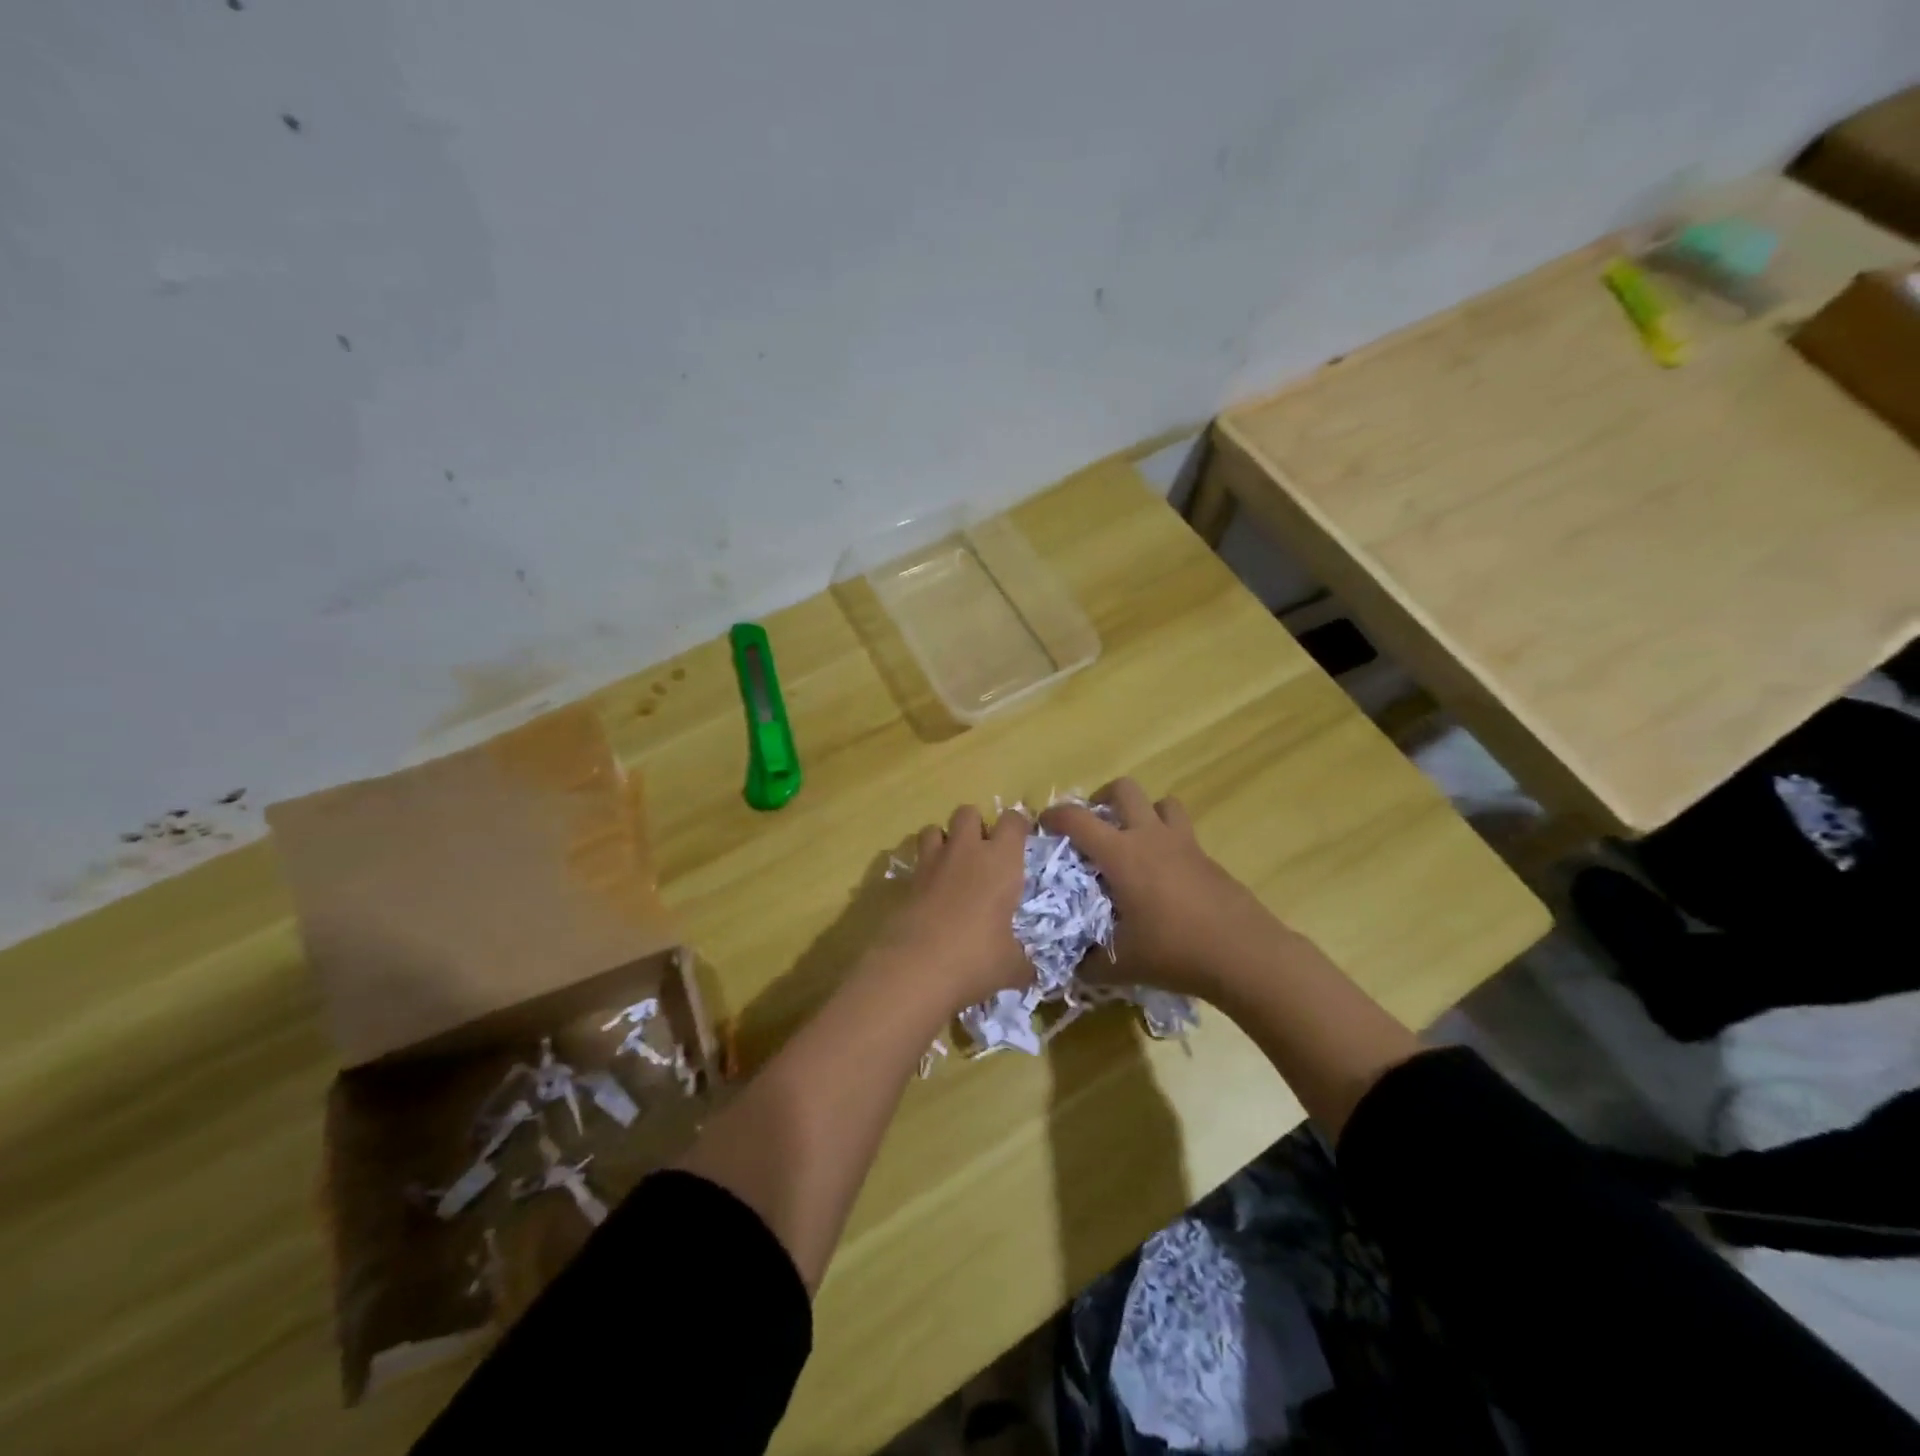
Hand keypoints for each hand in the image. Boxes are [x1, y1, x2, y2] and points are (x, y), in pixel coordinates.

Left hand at [869, 804, 1032, 1012]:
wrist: (915, 968)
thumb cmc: (976, 958)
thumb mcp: (1010, 966)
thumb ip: (1022, 962)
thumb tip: (1029, 973)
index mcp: (1001, 861)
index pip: (1013, 821)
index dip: (1018, 825)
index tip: (1021, 838)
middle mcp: (966, 852)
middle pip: (967, 812)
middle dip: (975, 825)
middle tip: (982, 854)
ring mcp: (931, 863)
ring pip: (933, 828)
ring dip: (943, 841)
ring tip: (951, 867)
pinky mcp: (905, 881)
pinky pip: (916, 862)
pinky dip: (923, 871)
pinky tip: (930, 895)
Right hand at [1041, 779, 1290, 1000]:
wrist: (1244, 954)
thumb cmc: (1174, 951)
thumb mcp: (1121, 965)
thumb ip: (1089, 963)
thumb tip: (1070, 968)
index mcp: (1122, 854)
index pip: (1078, 819)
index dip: (1055, 815)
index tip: (1043, 824)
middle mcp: (1150, 837)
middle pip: (1124, 789)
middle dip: (1102, 798)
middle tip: (1094, 825)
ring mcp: (1184, 844)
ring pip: (1162, 802)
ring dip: (1143, 812)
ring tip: (1133, 839)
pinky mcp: (1207, 858)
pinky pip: (1182, 832)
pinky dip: (1167, 840)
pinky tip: (1164, 875)